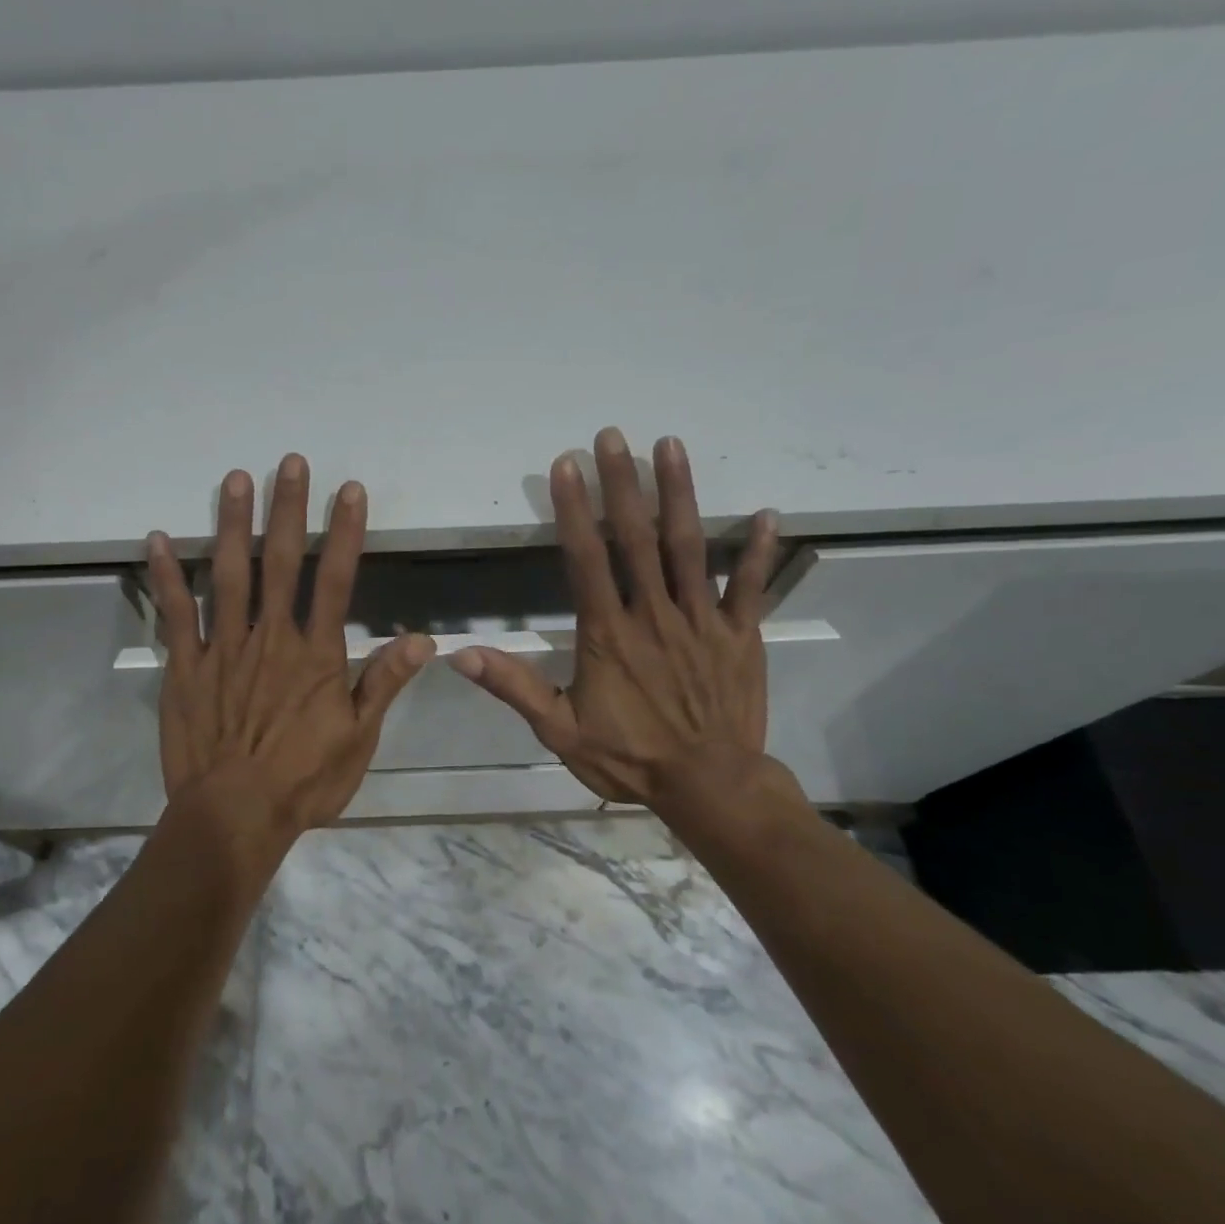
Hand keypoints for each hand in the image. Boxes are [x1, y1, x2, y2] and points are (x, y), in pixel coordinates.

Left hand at [146, 454, 434, 839]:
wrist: (234, 816)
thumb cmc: (304, 780)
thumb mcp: (358, 739)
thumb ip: (384, 683)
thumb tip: (423, 640)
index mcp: (316, 654)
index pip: (336, 580)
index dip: (345, 532)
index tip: (349, 490)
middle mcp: (271, 638)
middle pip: (280, 562)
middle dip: (288, 510)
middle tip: (290, 462)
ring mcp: (224, 648)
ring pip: (229, 576)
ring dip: (233, 525)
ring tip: (236, 480)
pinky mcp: (186, 667)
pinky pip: (175, 615)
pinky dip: (166, 576)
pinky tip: (157, 539)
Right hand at [448, 428, 789, 822]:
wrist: (709, 787)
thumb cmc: (630, 757)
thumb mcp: (559, 731)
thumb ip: (514, 687)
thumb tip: (460, 654)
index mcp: (608, 632)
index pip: (585, 558)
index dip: (573, 509)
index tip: (566, 465)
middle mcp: (654, 613)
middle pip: (635, 538)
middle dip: (622, 484)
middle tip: (613, 436)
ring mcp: (702, 620)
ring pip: (689, 547)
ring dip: (679, 494)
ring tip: (671, 446)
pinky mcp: (741, 635)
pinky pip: (750, 587)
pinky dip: (757, 551)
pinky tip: (764, 514)